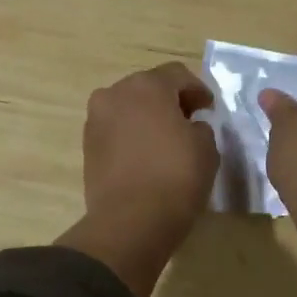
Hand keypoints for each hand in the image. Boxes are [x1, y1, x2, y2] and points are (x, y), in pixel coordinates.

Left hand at [59, 62, 219, 296]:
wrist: (130, 221)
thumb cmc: (175, 177)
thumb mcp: (206, 147)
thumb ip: (200, 127)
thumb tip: (189, 127)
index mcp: (146, 86)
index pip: (177, 75)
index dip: (197, 90)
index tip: (209, 109)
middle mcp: (114, 94)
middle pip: (148, 88)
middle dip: (168, 101)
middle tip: (188, 121)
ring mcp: (96, 120)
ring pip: (128, 109)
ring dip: (147, 118)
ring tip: (166, 140)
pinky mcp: (87, 147)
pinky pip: (116, 131)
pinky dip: (131, 136)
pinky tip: (146, 155)